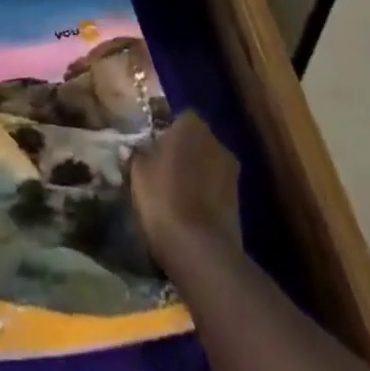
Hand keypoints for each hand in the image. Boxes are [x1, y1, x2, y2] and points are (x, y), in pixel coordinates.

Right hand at [129, 111, 240, 269]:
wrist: (201, 251)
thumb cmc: (164, 198)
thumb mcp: (138, 173)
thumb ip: (136, 155)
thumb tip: (130, 148)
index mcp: (191, 124)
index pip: (179, 118)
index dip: (165, 134)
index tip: (152, 150)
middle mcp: (216, 140)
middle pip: (196, 141)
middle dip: (183, 153)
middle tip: (162, 172)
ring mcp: (232, 172)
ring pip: (208, 166)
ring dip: (196, 175)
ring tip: (176, 195)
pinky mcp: (239, 202)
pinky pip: (216, 190)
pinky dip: (205, 196)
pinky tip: (190, 213)